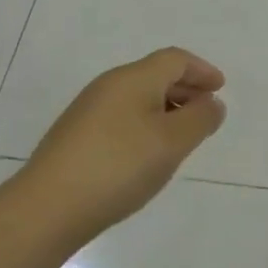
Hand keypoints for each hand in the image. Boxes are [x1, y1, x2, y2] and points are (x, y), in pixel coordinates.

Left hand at [18, 48, 225, 239]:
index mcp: (133, 78)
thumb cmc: (119, 167)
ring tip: (182, 138)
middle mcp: (108, 86)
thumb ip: (200, 119)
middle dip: (186, 89)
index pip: (175, 59)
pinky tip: (147, 155)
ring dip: (166, 109)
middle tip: (206, 112)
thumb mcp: (172, 143)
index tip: (220, 89)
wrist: (47, 208)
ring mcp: (88, 111)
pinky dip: (145, 125)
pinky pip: (122, 117)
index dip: (202, 70)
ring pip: (137, 98)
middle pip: (155, 75)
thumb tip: (212, 103)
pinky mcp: (75, 136)